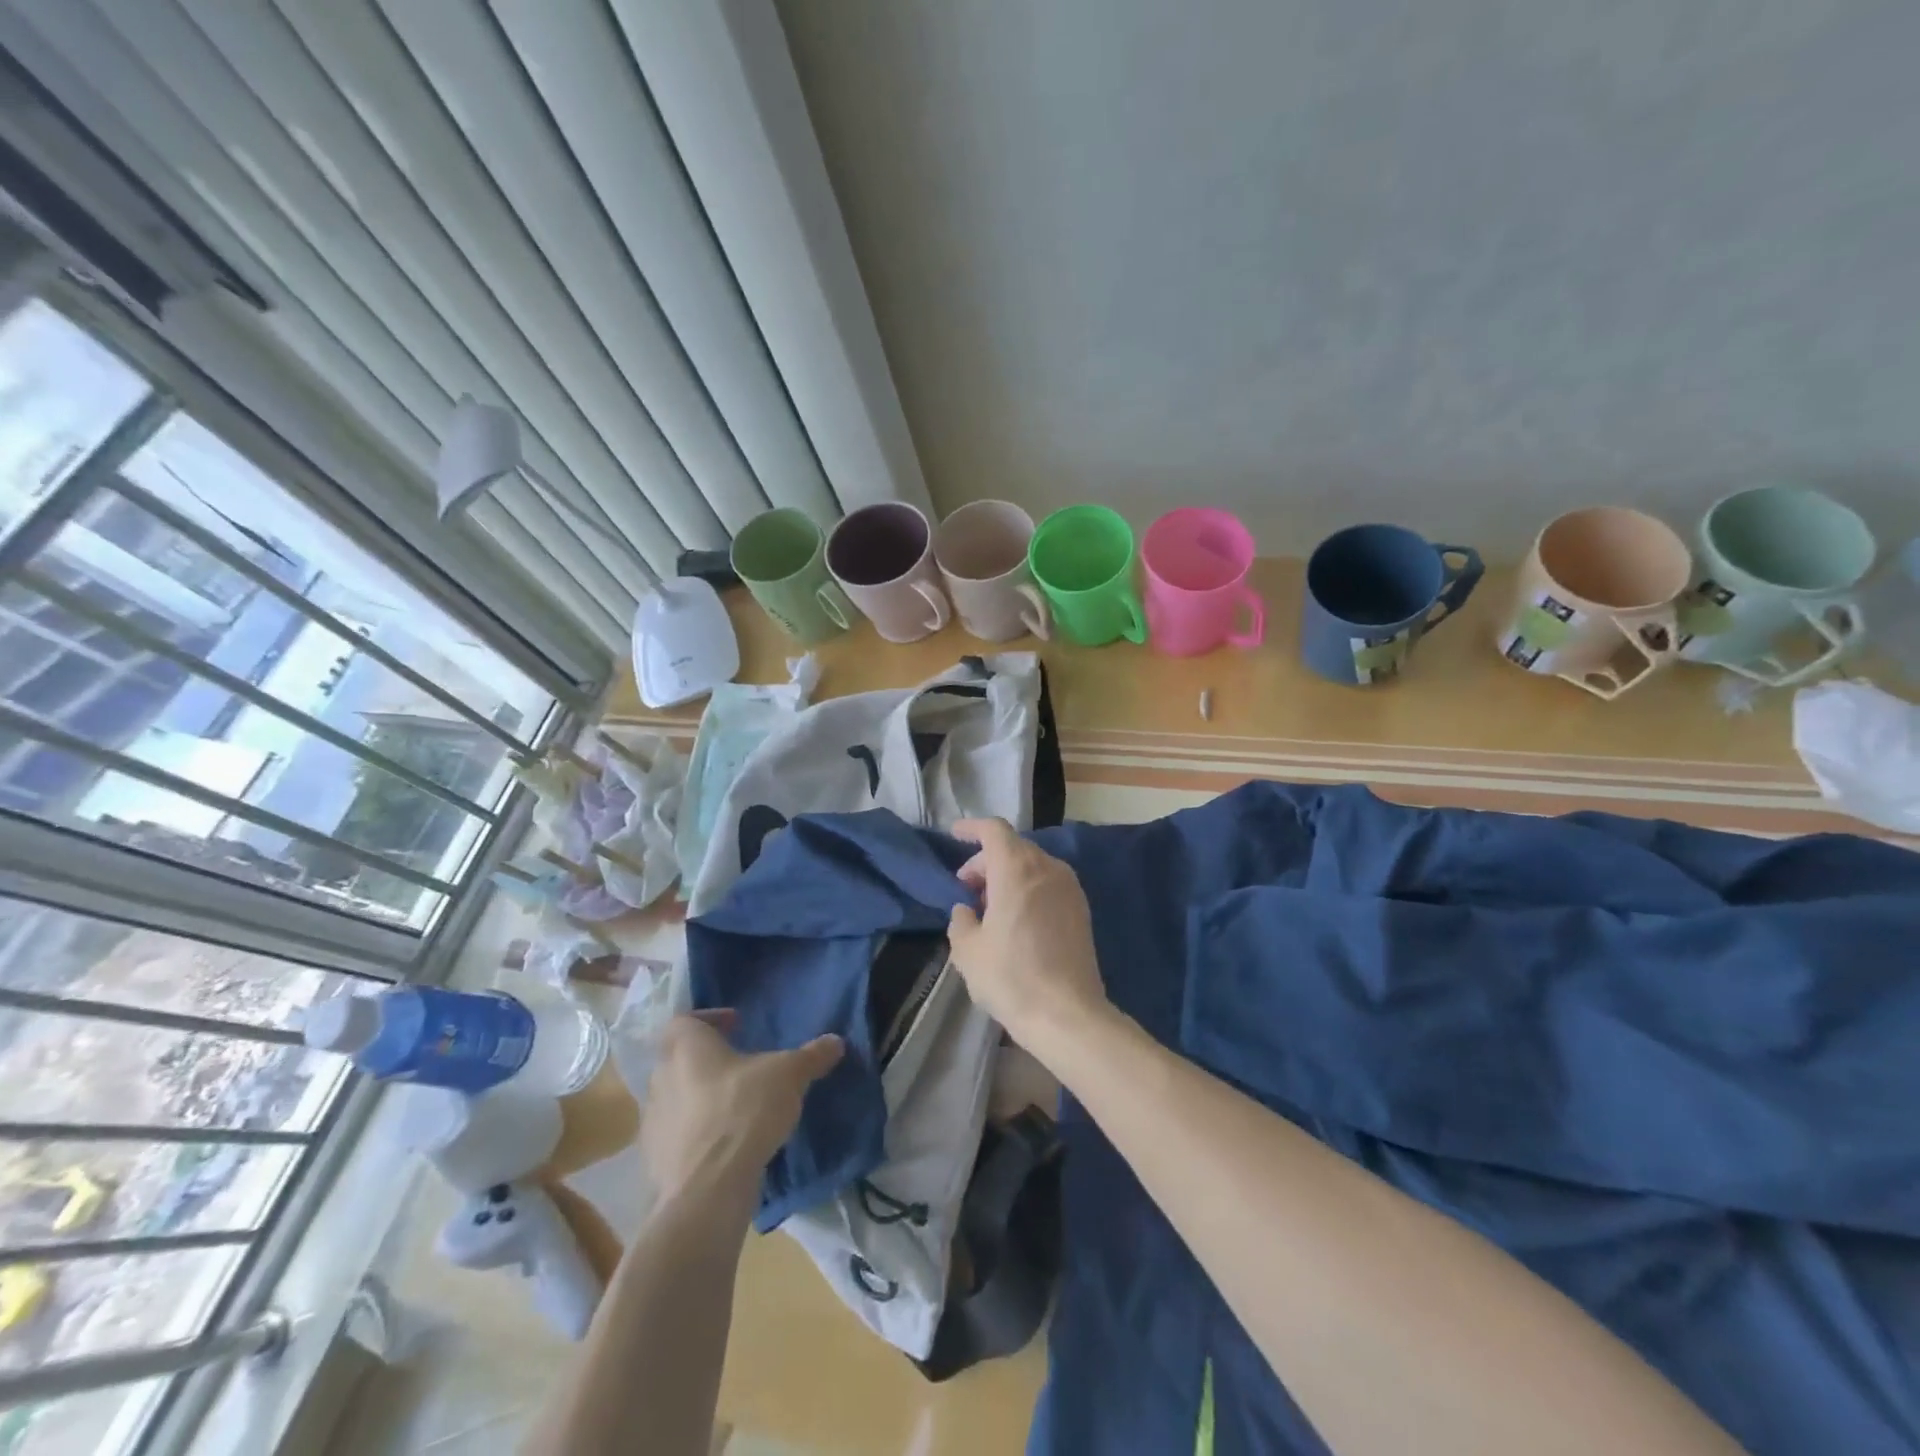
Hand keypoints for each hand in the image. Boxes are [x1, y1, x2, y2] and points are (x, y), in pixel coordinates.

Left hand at [641, 1013, 842, 1214]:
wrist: (707, 1190)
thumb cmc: (744, 1111)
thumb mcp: (789, 1075)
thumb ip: (811, 1056)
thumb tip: (836, 1041)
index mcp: (686, 1047)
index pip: (685, 1019)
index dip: (710, 1019)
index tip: (738, 1026)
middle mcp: (660, 1078)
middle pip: (678, 1059)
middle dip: (708, 1060)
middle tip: (741, 1067)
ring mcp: (652, 1122)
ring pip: (676, 1099)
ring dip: (700, 1099)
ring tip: (736, 1108)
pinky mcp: (653, 1161)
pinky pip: (675, 1137)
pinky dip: (695, 1136)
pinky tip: (724, 1145)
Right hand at [947, 818, 1110, 1058]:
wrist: (1067, 1014)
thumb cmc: (1011, 977)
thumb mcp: (968, 951)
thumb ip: (961, 920)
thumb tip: (966, 911)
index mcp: (1017, 868)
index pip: (994, 830)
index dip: (971, 828)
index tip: (954, 834)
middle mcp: (1047, 868)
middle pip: (1013, 847)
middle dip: (986, 859)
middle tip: (967, 888)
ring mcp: (1069, 888)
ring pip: (1033, 865)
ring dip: (1008, 875)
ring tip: (989, 907)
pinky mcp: (1081, 909)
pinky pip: (1048, 884)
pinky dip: (1028, 888)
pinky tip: (1016, 919)